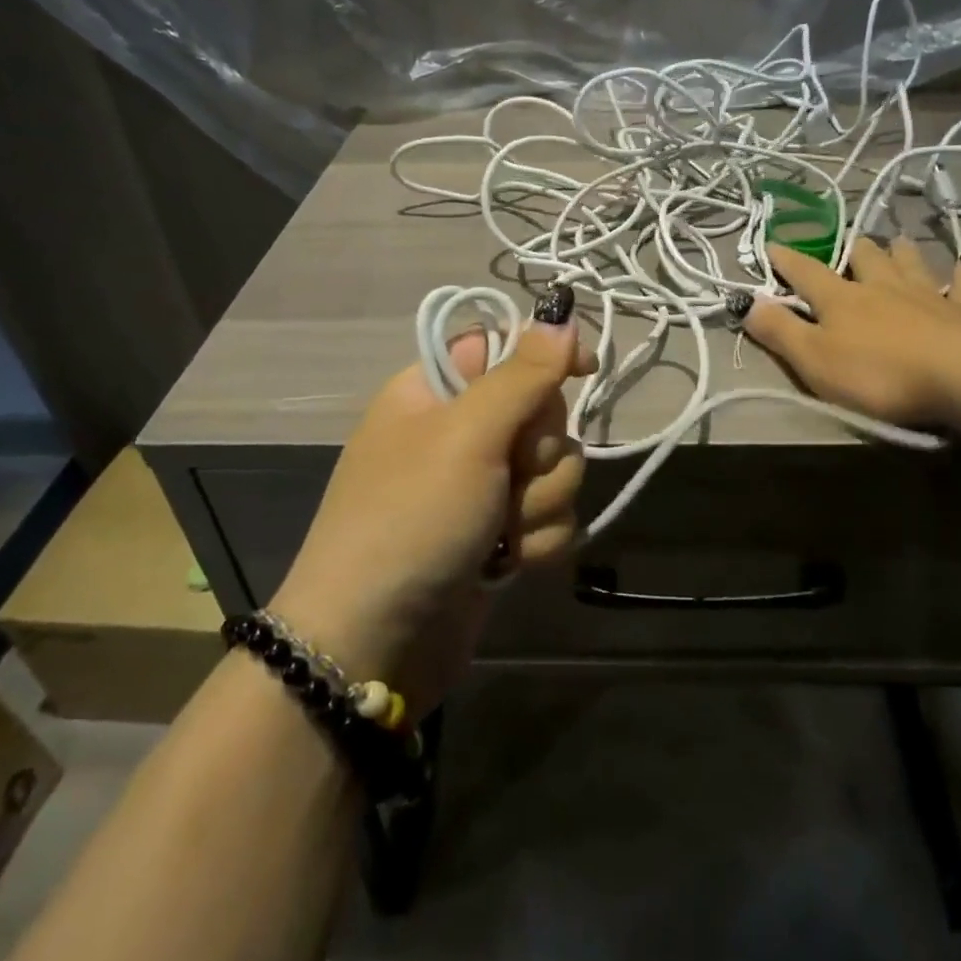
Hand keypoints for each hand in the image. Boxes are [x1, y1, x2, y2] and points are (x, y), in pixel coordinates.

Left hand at [273, 317, 590, 713]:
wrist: (375, 642)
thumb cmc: (411, 518)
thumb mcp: (466, 434)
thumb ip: (522, 374)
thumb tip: (561, 318)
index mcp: (436, 392)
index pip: (504, 347)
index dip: (546, 355)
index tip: (585, 368)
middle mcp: (460, 433)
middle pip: (541, 412)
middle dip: (539, 451)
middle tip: (508, 475)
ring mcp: (481, 488)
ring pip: (555, 468)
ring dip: (538, 503)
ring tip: (501, 535)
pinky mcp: (499, 535)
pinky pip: (550, 517)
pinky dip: (536, 540)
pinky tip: (508, 564)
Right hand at [745, 239, 960, 426]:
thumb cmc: (878, 372)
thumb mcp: (814, 359)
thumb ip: (780, 331)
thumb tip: (748, 303)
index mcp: (841, 299)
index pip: (806, 273)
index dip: (786, 259)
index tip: (771, 244)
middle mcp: (881, 287)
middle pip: (865, 259)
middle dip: (853, 249)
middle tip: (850, 242)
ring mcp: (925, 296)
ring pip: (910, 263)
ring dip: (900, 252)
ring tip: (897, 240)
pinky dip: (960, 275)